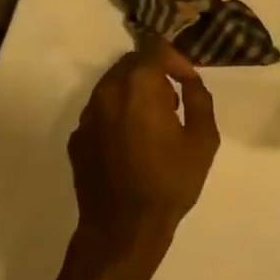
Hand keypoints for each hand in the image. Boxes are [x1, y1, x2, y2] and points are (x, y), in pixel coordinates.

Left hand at [68, 34, 218, 264]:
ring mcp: (87, 116)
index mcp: (139, 87)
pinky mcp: (77, 138)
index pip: (154, 48)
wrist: (122, 231)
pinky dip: (117, 113)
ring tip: (153, 123)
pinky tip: (131, 142)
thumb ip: (199, 99)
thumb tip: (189, 81)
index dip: (175, 58)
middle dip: (154, 73)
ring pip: (112, 85)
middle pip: (131, 63)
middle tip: (172, 101)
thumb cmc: (168, 183)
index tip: (187, 81)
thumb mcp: (203, 141)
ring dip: (134, 92)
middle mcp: (108, 93)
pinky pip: (100, 110)